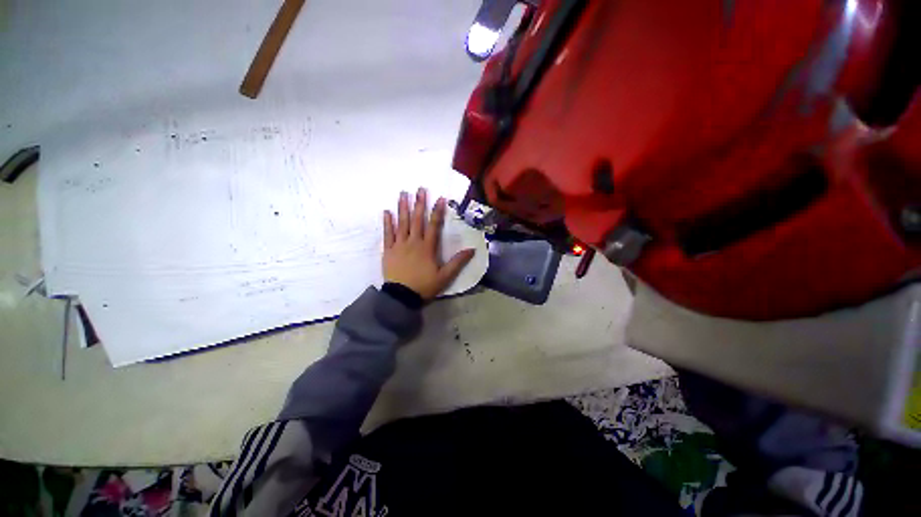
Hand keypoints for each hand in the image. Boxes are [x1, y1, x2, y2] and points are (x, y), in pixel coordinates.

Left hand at [383, 188, 475, 300]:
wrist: (401, 297)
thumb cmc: (424, 286)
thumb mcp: (445, 276)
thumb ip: (458, 262)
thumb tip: (472, 250)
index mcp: (427, 247)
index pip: (434, 225)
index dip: (437, 211)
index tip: (440, 198)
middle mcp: (413, 242)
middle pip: (417, 220)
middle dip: (419, 203)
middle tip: (420, 189)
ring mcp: (399, 245)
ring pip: (401, 223)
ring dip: (402, 208)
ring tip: (403, 194)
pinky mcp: (388, 250)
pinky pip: (387, 234)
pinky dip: (387, 222)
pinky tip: (386, 211)